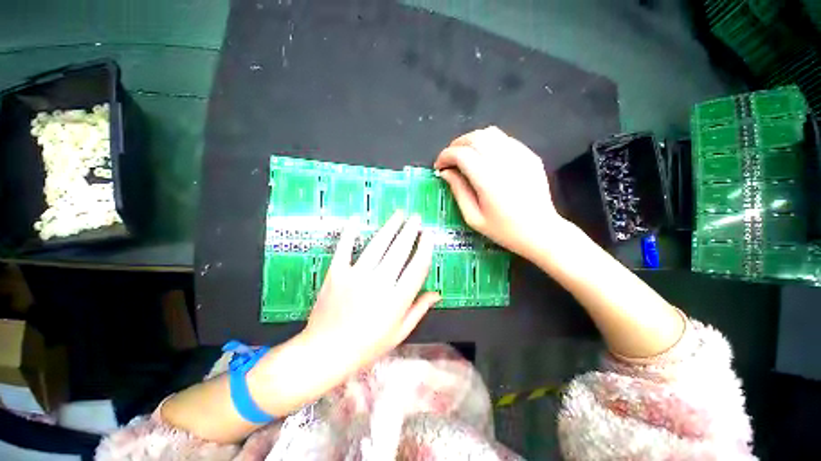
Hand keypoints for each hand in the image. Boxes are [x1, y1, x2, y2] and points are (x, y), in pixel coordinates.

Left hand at [302, 211, 440, 372]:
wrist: (325, 353)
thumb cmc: (366, 347)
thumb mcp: (399, 333)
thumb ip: (419, 310)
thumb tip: (437, 293)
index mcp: (397, 300)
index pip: (417, 267)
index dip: (425, 248)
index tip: (429, 235)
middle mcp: (379, 283)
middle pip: (399, 250)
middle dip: (410, 231)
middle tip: (416, 218)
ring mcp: (356, 276)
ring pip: (378, 245)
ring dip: (390, 227)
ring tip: (399, 215)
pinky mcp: (337, 273)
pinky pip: (345, 248)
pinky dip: (350, 233)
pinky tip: (356, 220)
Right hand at [434, 126, 564, 258]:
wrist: (541, 231)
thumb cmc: (504, 230)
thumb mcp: (474, 217)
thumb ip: (458, 191)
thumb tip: (445, 173)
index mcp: (488, 180)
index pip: (461, 154)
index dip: (445, 156)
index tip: (439, 167)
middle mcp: (504, 162)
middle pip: (474, 138)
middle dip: (456, 145)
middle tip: (449, 160)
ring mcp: (520, 155)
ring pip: (490, 133)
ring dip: (471, 141)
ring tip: (464, 155)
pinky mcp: (530, 155)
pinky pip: (505, 139)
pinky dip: (489, 143)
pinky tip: (485, 157)